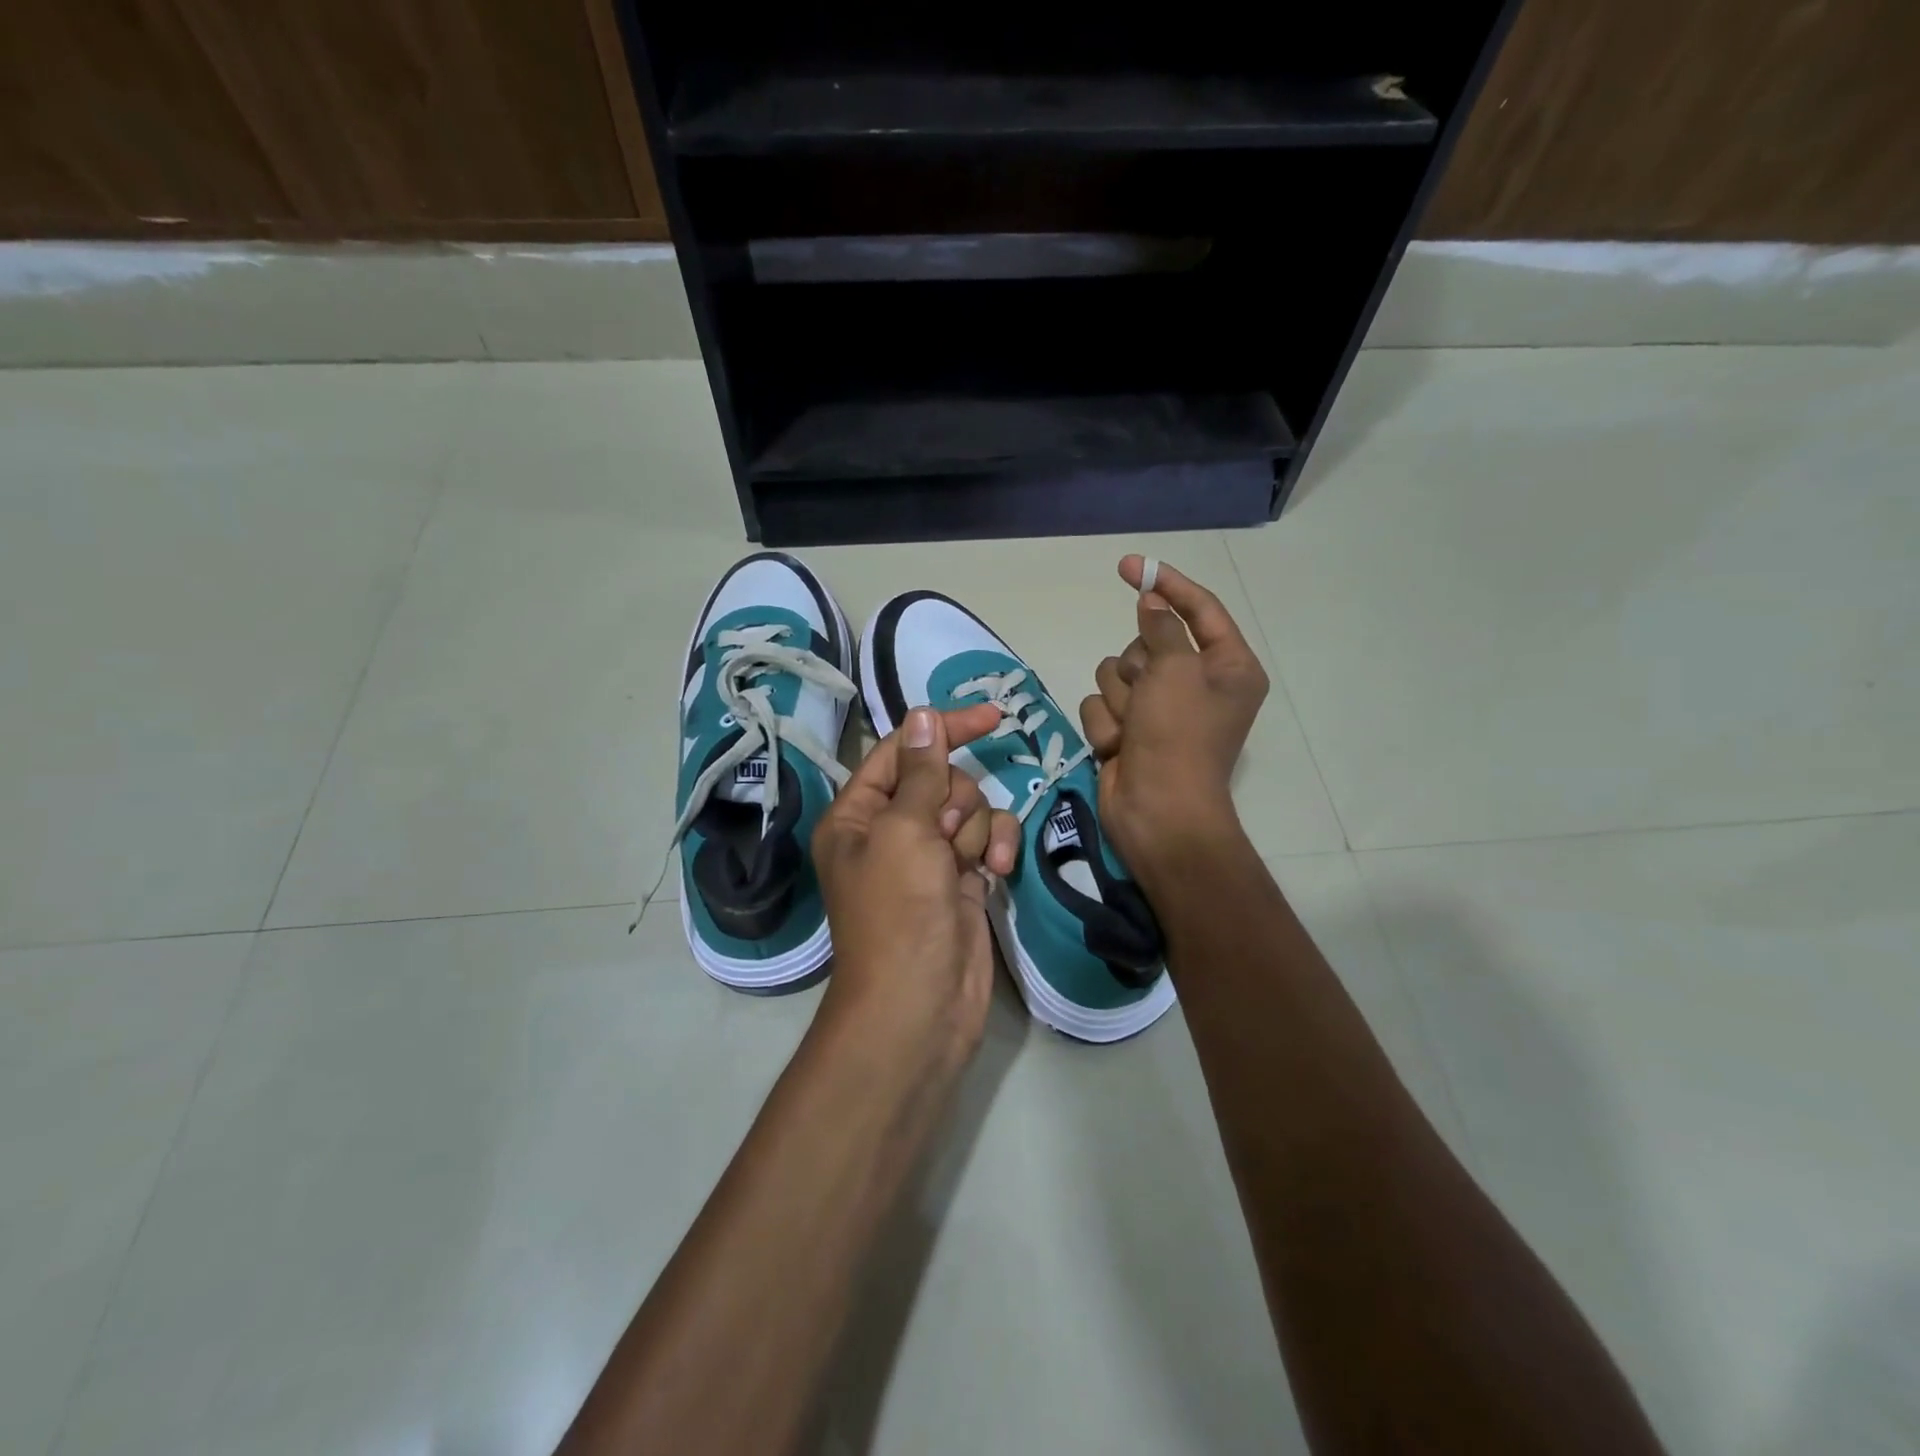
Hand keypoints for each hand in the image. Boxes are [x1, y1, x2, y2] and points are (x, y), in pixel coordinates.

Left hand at [812, 705, 1020, 1063]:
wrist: (920, 1003)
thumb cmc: (898, 911)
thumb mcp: (904, 830)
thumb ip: (920, 770)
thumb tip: (923, 715)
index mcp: (858, 813)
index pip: (902, 749)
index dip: (943, 728)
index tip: (992, 717)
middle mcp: (890, 830)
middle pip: (941, 780)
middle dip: (954, 801)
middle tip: (943, 837)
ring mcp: (928, 856)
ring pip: (969, 810)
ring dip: (975, 830)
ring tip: (966, 866)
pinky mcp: (961, 879)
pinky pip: (986, 840)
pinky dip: (995, 849)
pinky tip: (996, 871)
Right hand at [1079, 556, 1268, 874]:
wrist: (1158, 812)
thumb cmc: (1179, 737)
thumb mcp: (1176, 670)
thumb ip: (1162, 627)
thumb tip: (1151, 602)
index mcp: (1227, 666)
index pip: (1198, 609)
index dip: (1165, 584)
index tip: (1130, 565)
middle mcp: (1194, 684)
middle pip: (1146, 643)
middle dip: (1138, 669)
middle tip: (1149, 698)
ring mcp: (1158, 710)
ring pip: (1116, 673)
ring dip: (1119, 702)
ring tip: (1134, 730)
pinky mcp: (1128, 731)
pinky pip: (1101, 706)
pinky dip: (1106, 726)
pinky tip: (1120, 749)